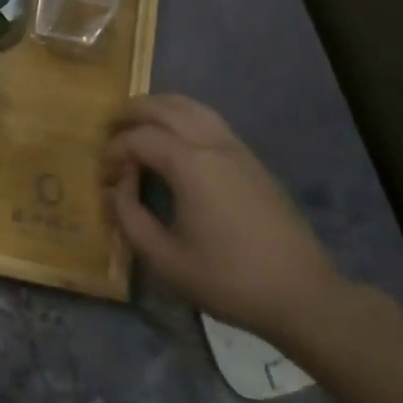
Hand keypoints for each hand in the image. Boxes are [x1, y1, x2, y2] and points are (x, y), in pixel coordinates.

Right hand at [103, 94, 352, 350]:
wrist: (301, 295)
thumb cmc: (227, 279)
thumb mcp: (165, 259)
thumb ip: (129, 218)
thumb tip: (114, 190)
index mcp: (190, 165)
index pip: (138, 139)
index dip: (112, 152)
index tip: (102, 178)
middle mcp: (213, 145)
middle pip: (165, 107)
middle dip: (131, 113)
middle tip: (108, 131)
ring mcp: (237, 149)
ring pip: (192, 107)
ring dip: (159, 109)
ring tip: (137, 125)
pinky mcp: (252, 161)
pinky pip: (210, 121)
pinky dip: (182, 118)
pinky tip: (174, 141)